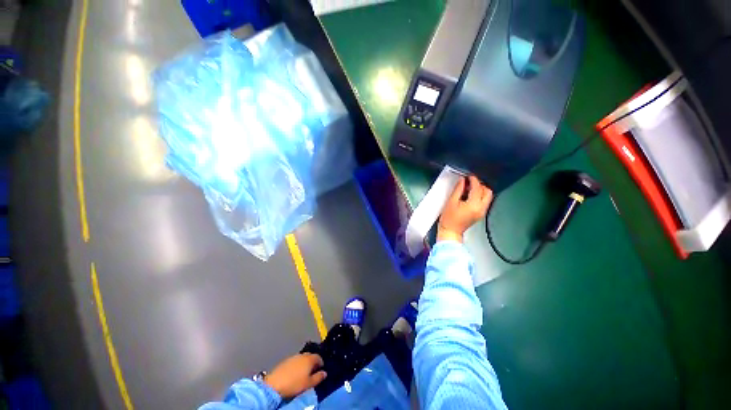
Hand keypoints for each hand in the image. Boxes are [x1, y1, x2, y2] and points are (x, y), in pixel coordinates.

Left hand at [264, 353, 326, 398]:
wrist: (275, 384)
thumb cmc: (294, 384)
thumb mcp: (309, 384)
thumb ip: (318, 377)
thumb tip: (325, 373)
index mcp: (310, 359)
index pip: (319, 357)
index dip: (321, 363)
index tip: (321, 369)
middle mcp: (302, 355)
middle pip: (310, 356)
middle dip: (313, 362)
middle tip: (313, 371)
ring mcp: (293, 356)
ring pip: (302, 358)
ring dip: (305, 363)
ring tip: (304, 372)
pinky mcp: (286, 360)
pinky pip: (295, 361)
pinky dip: (297, 364)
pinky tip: (295, 372)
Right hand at [437, 175, 492, 242]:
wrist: (450, 231)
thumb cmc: (448, 218)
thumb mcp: (451, 202)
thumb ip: (458, 190)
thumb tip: (462, 180)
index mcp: (474, 205)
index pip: (477, 188)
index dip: (473, 180)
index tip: (468, 176)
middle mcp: (481, 208)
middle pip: (487, 192)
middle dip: (479, 185)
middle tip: (469, 182)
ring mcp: (482, 212)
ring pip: (487, 196)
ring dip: (480, 190)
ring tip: (468, 189)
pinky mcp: (480, 214)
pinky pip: (484, 201)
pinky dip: (479, 196)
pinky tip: (469, 196)